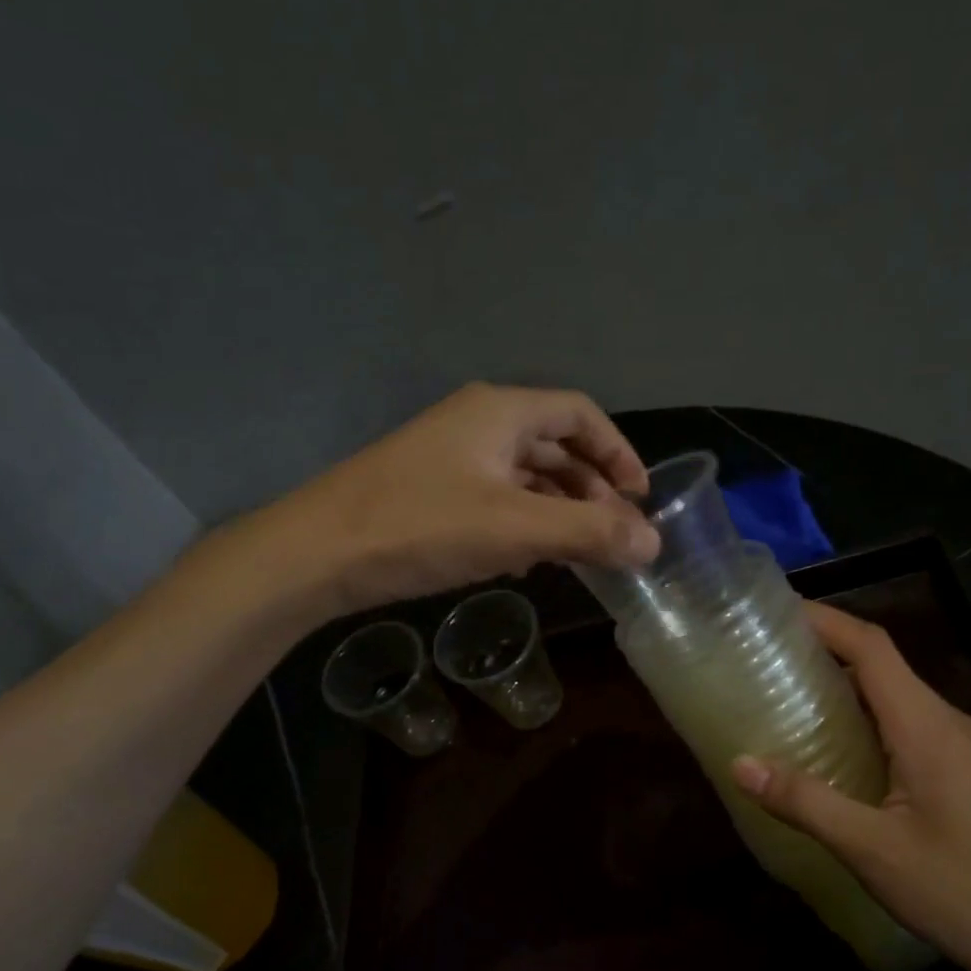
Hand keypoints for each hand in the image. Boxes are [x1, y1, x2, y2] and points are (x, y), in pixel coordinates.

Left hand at [273, 383, 660, 614]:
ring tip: (581, 551)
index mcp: (500, 412)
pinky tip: (529, 558)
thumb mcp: (515, 529)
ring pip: (525, 475)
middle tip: (614, 533)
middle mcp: (477, 423)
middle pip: (554, 444)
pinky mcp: (431, 491)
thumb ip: (589, 532)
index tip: (639, 498)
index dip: (618, 452)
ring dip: (559, 509)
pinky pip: (496, 497)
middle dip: (591, 488)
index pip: (580, 414)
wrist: (316, 554)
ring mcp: (451, 457)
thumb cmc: (420, 526)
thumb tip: (654, 542)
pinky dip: (524, 521)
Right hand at [730, 602, 970, 970]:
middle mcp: (953, 725)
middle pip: (886, 668)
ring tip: (800, 706)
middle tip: (771, 662)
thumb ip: (807, 802)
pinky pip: (919, 733)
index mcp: (927, 727)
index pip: (872, 647)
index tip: (777, 610)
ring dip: (853, 692)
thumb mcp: (875, 852)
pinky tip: (854, 763)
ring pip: (904, 703)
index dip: (825, 619)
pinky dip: (877, 726)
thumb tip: (741, 763)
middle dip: (829, 653)